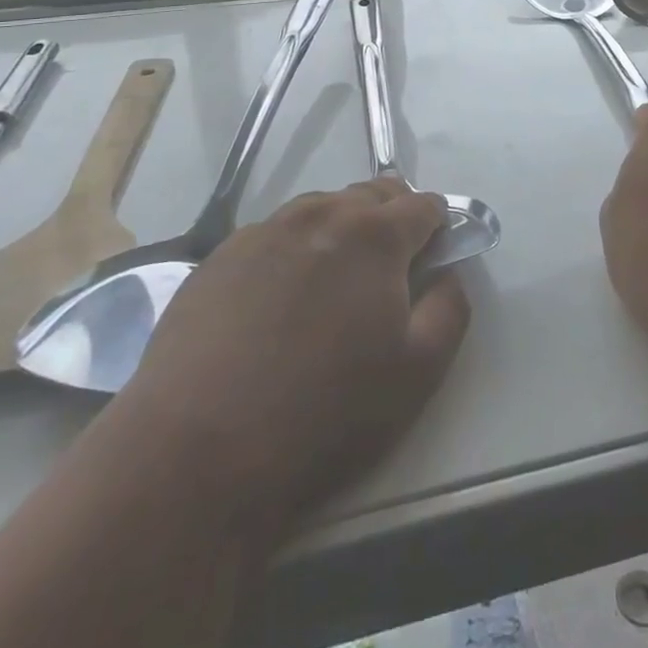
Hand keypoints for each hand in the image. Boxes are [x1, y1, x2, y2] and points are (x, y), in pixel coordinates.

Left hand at [118, 177, 470, 533]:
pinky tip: (278, 300)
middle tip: (388, 272)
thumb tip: (447, 274)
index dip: (437, 225)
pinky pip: (274, 235)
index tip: (435, 255)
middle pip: (371, 195)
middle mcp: (320, 215)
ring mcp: (264, 231)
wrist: (197, 452)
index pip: (423, 205)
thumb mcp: (417, 373)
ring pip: (321, 210)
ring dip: (341, 231)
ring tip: (333, 285)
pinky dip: (293, 250)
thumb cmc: (324, 414)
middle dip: (391, 219)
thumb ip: (450, 309)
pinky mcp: (219, 256)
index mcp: (374, 235)